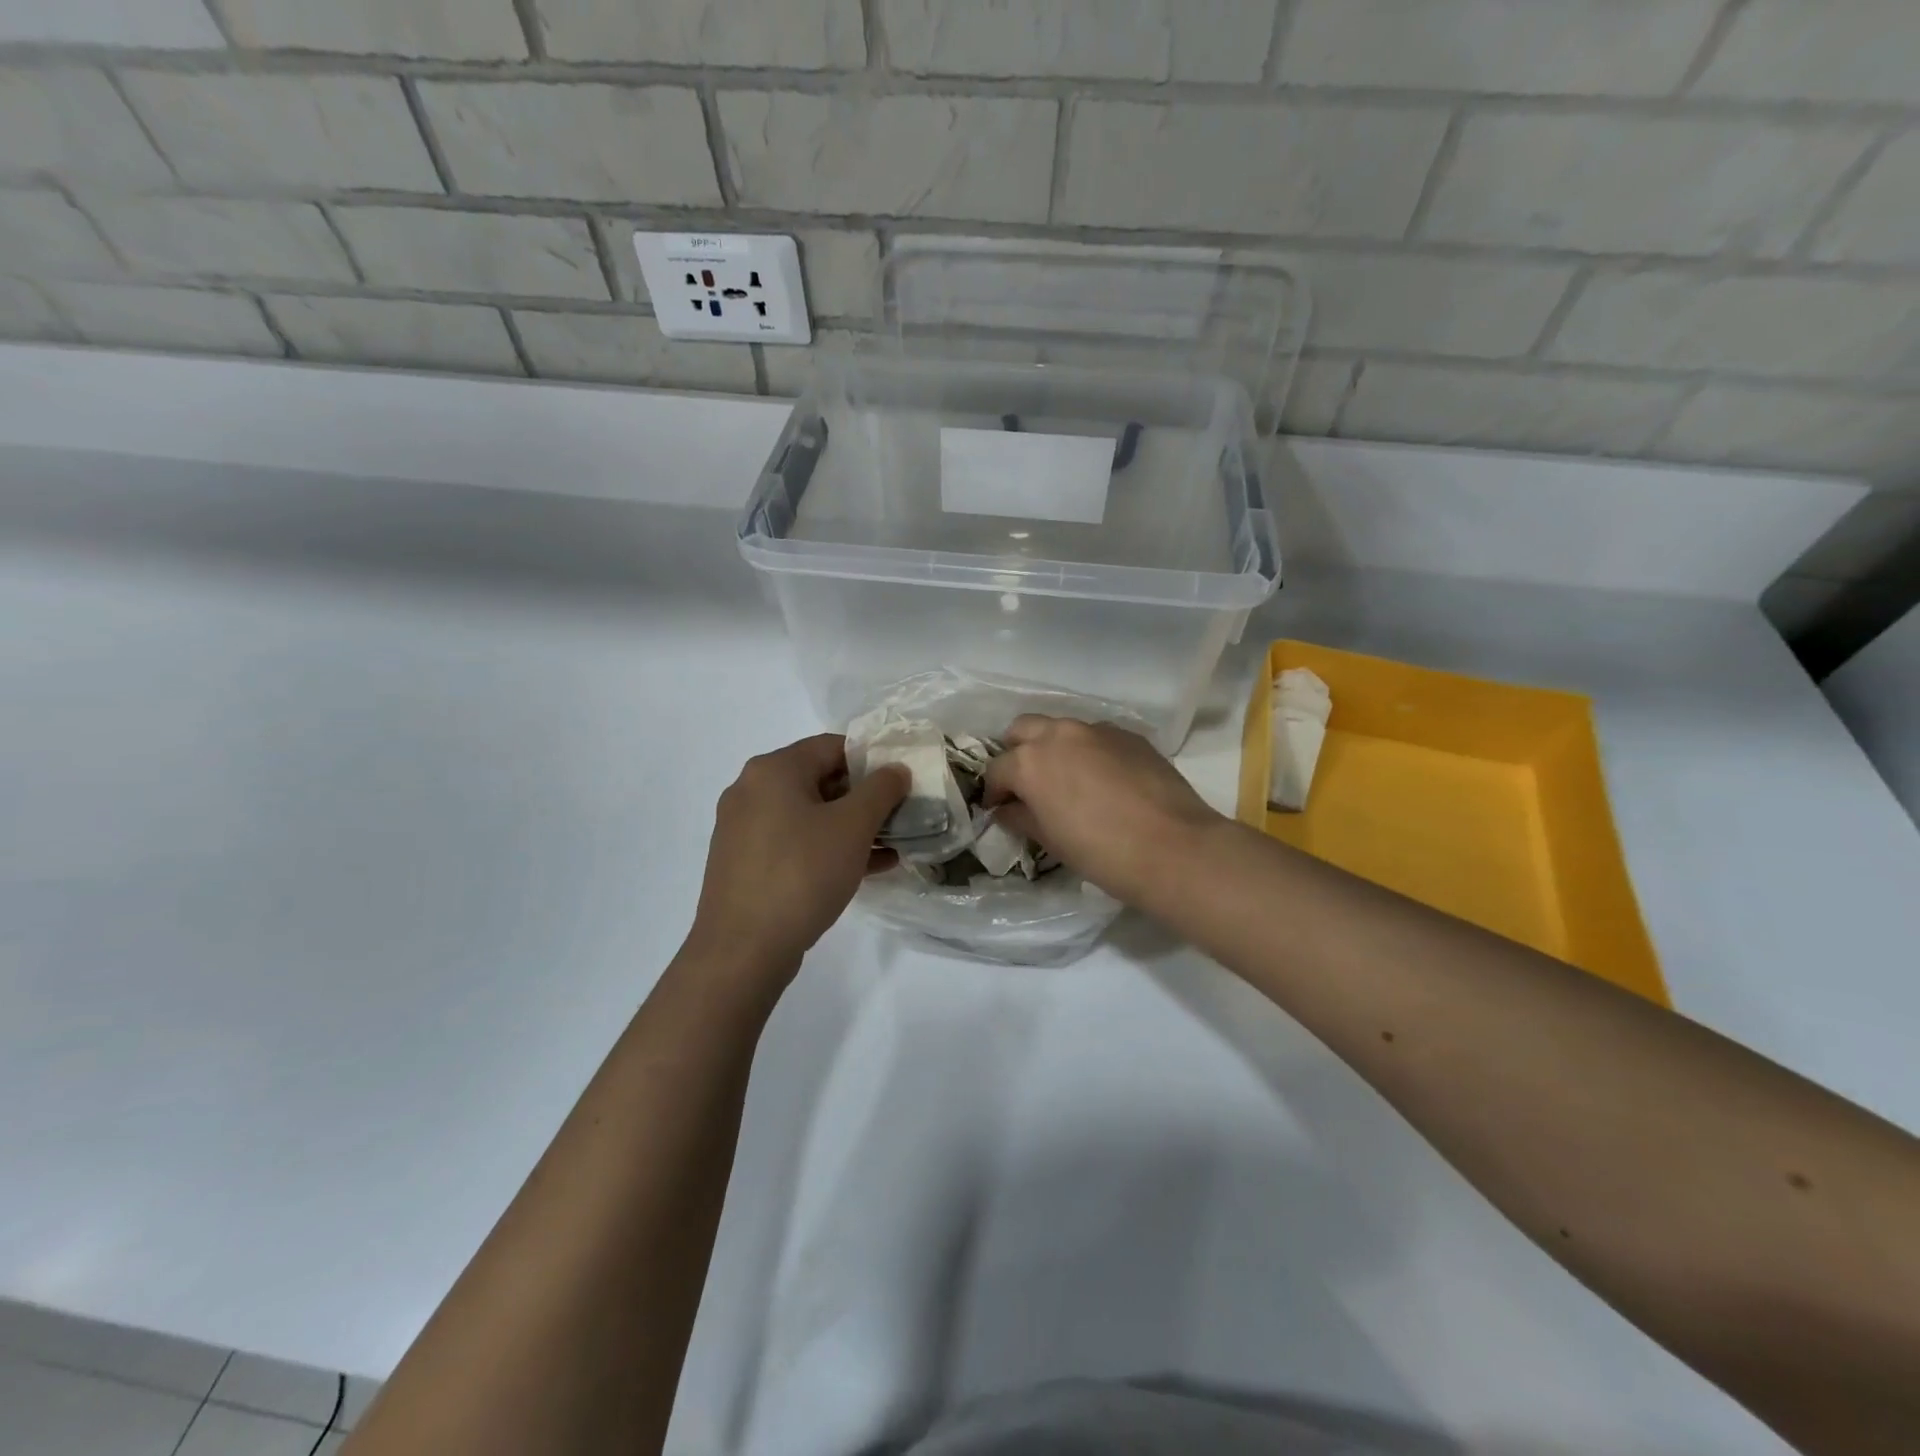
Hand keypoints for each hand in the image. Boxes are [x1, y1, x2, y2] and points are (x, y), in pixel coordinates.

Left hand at [689, 734, 908, 976]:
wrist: (742, 950)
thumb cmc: (801, 874)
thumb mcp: (852, 827)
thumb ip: (881, 790)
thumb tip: (896, 769)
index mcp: (773, 769)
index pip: (832, 746)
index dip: (872, 759)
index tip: (902, 782)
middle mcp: (751, 790)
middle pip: (820, 779)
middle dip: (864, 797)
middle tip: (900, 815)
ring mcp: (743, 829)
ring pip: (809, 815)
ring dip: (851, 827)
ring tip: (892, 845)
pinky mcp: (744, 863)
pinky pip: (794, 843)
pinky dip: (827, 848)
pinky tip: (864, 869)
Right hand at [984, 715, 1227, 906]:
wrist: (1173, 847)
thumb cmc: (1100, 852)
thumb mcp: (1050, 841)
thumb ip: (1021, 817)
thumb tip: (1006, 810)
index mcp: (1030, 762)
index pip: (996, 769)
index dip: (994, 791)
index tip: (999, 808)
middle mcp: (1059, 734)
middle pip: (1023, 729)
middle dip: (1017, 752)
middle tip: (1026, 783)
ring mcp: (1097, 730)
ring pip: (1061, 728)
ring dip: (1054, 747)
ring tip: (1065, 779)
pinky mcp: (1129, 735)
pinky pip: (1096, 736)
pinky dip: (1088, 751)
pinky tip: (1103, 779)